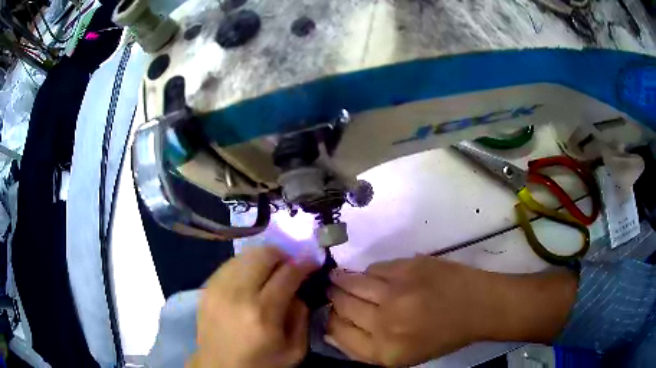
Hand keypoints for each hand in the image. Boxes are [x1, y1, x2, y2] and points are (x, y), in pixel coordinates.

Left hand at [188, 246, 318, 367]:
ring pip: (244, 255)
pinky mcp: (206, 288)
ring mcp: (217, 288)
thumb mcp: (294, 350)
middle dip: (282, 254)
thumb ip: (301, 316)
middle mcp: (237, 294)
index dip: (304, 263)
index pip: (287, 273)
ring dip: (263, 258)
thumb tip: (297, 290)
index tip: (312, 262)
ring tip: (271, 270)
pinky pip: (229, 264)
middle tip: (290, 263)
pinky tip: (250, 277)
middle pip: (263, 255)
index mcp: (263, 312)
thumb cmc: (261, 363)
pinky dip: (244, 265)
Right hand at [325, 255, 483, 365]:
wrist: (477, 306)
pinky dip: (369, 273)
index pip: (336, 331)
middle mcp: (386, 322)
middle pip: (340, 304)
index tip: (330, 313)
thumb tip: (329, 330)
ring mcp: (397, 292)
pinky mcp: (408, 267)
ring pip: (351, 282)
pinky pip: (374, 268)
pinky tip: (373, 277)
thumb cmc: (440, 336)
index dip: (329, 320)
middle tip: (331, 292)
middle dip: (332, 297)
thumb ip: (362, 348)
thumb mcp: (401, 357)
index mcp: (384, 351)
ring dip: (342, 281)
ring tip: (339, 279)